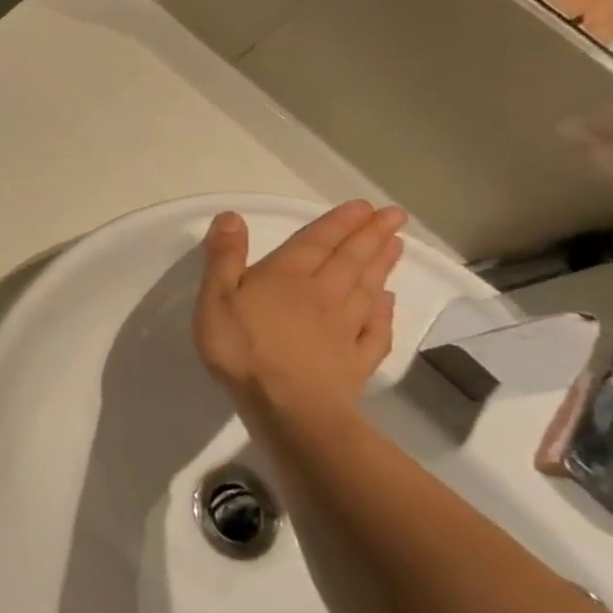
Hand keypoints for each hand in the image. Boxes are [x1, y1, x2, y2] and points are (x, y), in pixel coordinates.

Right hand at [194, 201, 407, 417]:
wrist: (288, 405)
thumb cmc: (242, 348)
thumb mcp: (215, 297)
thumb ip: (224, 257)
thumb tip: (232, 216)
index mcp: (287, 276)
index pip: (316, 242)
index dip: (338, 223)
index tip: (364, 206)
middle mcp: (323, 294)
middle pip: (350, 259)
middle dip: (370, 235)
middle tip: (394, 216)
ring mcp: (344, 328)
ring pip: (368, 288)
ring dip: (382, 265)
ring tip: (397, 245)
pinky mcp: (356, 359)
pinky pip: (375, 329)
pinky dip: (385, 312)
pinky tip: (389, 302)